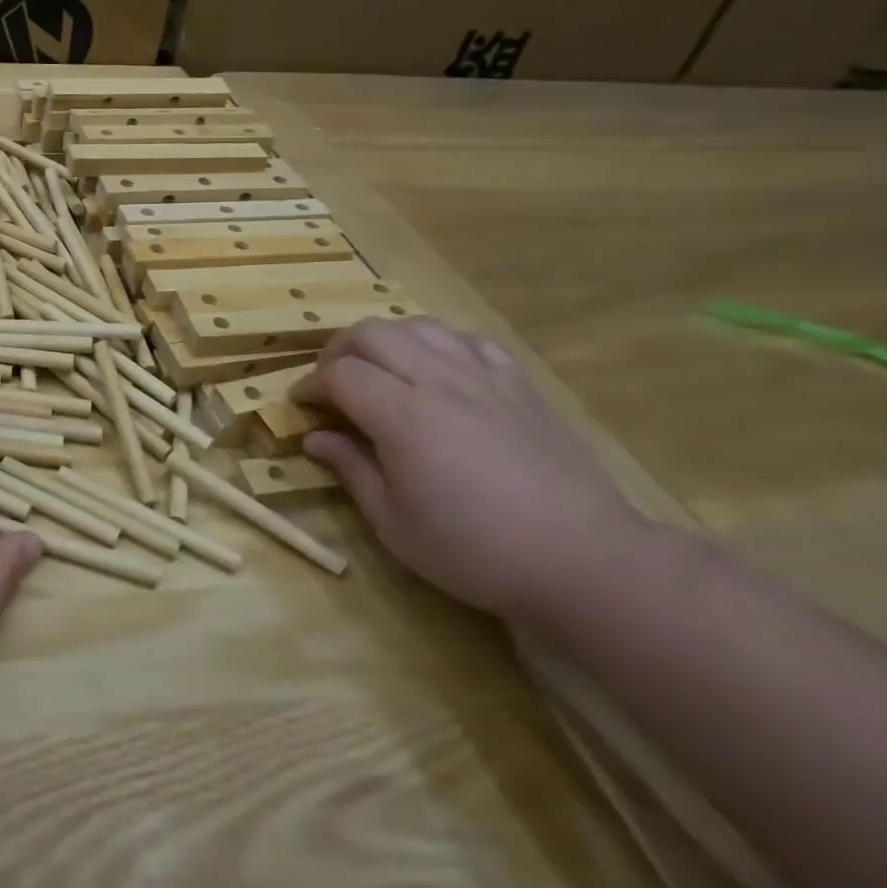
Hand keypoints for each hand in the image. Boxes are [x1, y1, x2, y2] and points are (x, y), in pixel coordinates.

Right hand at [297, 319, 645, 619]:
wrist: (585, 560)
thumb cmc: (476, 550)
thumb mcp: (394, 524)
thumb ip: (351, 470)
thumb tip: (315, 438)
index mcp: (401, 414)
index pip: (339, 374)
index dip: (310, 385)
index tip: (301, 406)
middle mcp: (437, 381)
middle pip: (371, 334)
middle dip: (339, 352)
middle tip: (333, 384)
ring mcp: (482, 378)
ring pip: (418, 327)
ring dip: (386, 341)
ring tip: (381, 371)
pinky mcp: (519, 385)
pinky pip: (469, 341)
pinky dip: (440, 345)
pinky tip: (439, 370)